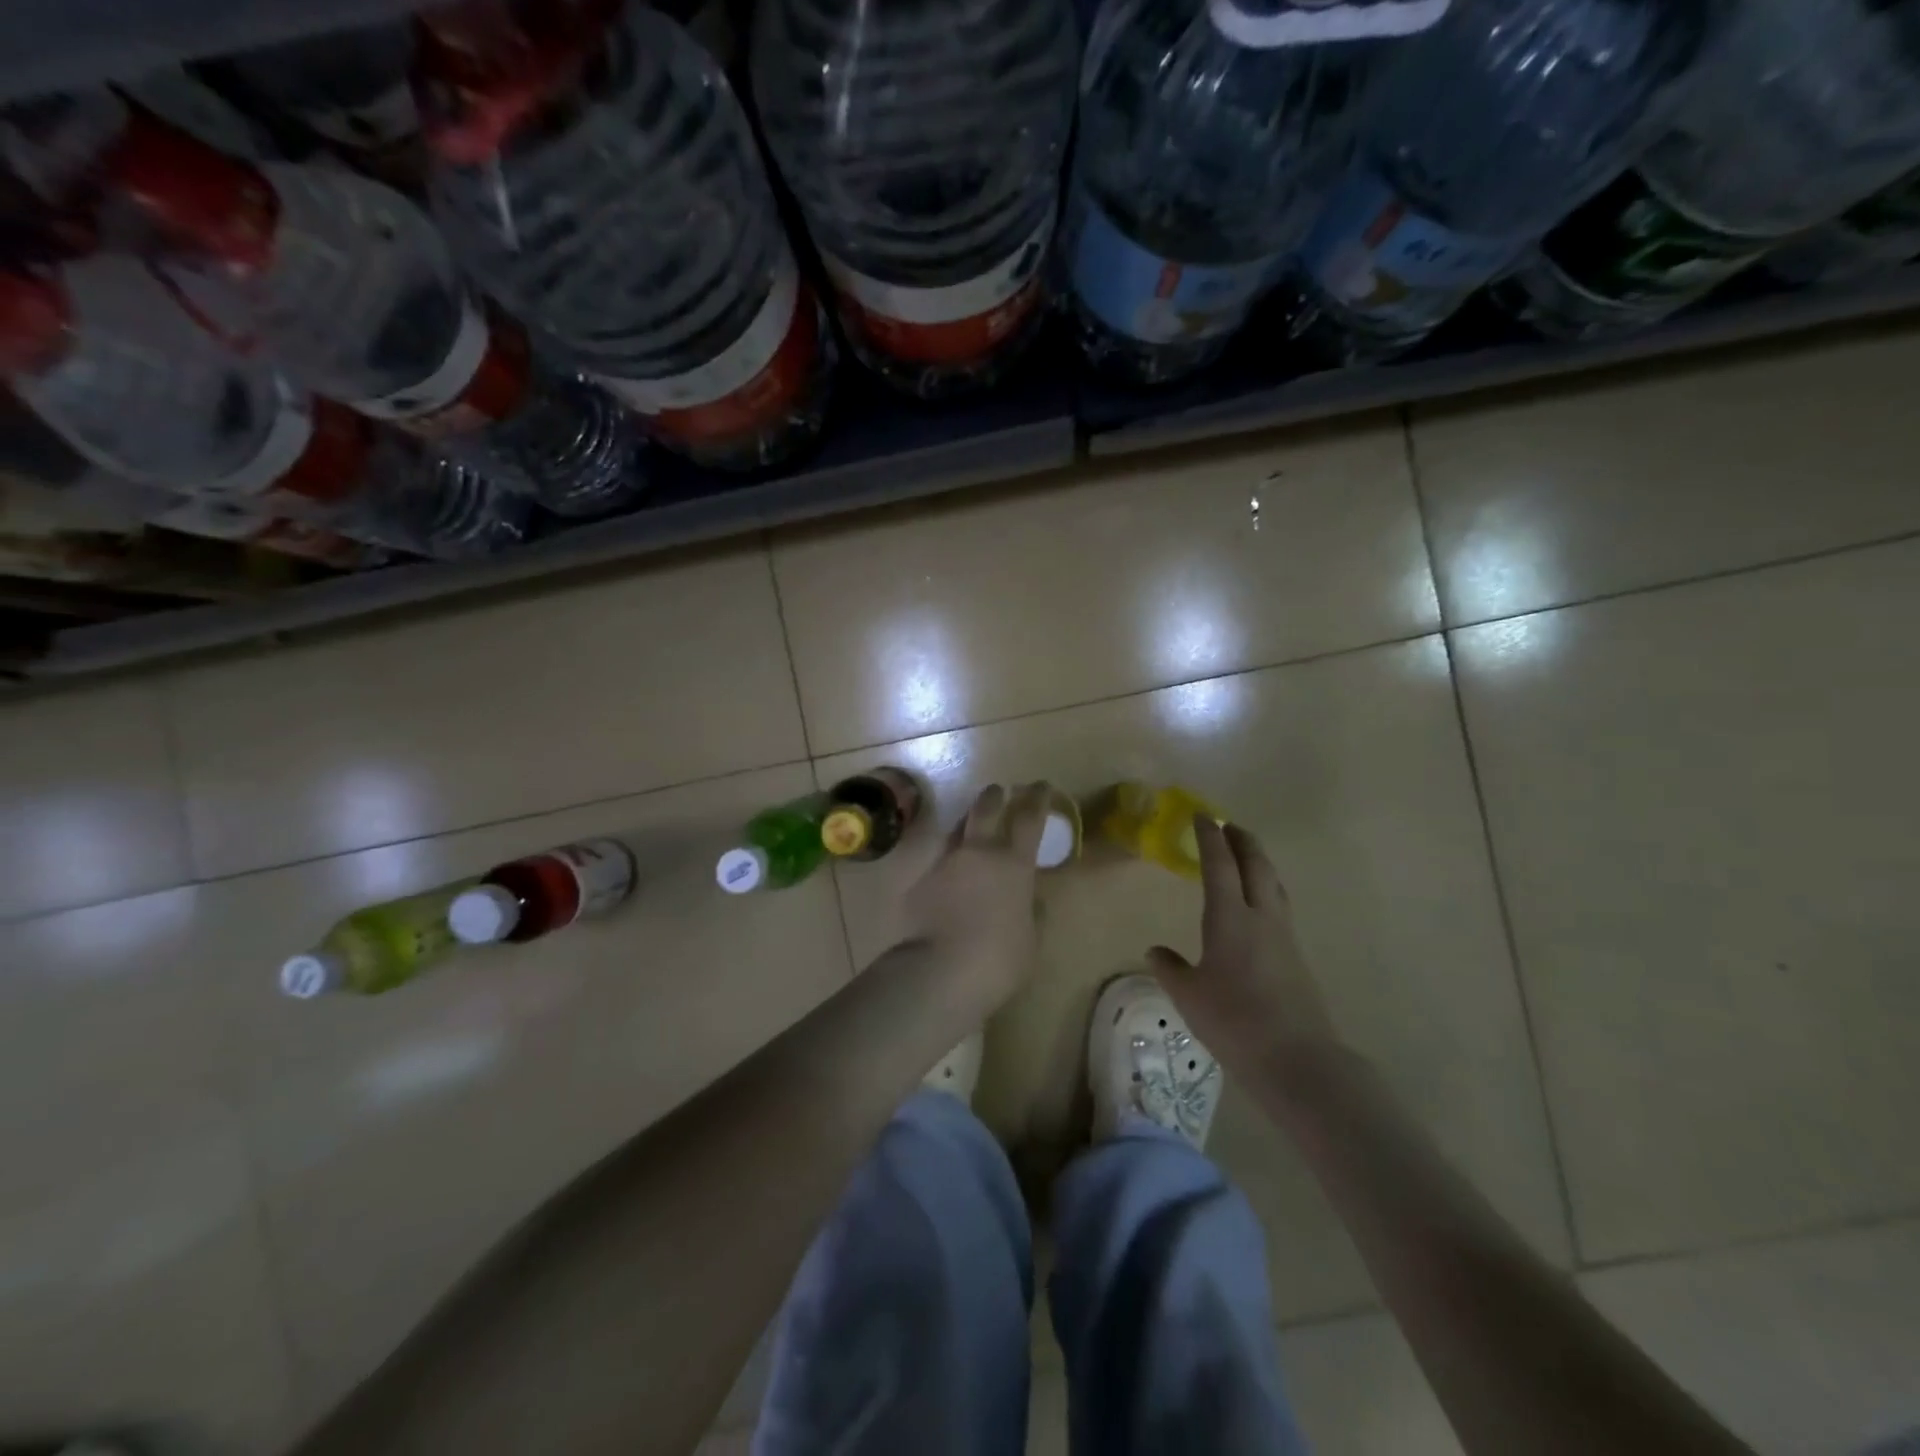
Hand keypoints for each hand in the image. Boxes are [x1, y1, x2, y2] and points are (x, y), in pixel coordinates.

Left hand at [903, 782, 1048, 1004]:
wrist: (940, 972)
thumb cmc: (999, 959)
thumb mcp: (1030, 938)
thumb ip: (1031, 911)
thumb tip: (1029, 898)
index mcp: (1013, 864)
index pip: (1029, 818)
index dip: (1037, 798)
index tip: (1041, 786)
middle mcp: (978, 852)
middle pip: (985, 808)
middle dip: (994, 796)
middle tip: (999, 792)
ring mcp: (944, 863)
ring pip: (956, 829)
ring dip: (967, 825)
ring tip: (972, 830)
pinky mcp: (919, 881)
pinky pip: (937, 862)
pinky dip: (947, 864)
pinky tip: (949, 880)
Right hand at [1147, 817, 1338, 1065]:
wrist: (1297, 1059)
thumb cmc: (1234, 1021)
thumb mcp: (1189, 996)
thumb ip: (1170, 968)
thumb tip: (1155, 951)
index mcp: (1230, 918)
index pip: (1219, 865)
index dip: (1210, 838)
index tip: (1202, 816)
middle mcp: (1261, 917)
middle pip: (1256, 865)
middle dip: (1242, 841)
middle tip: (1228, 825)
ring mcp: (1284, 935)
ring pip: (1273, 883)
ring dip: (1259, 862)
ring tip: (1246, 855)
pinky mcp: (1296, 956)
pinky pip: (1279, 906)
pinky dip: (1266, 888)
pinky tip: (1258, 905)